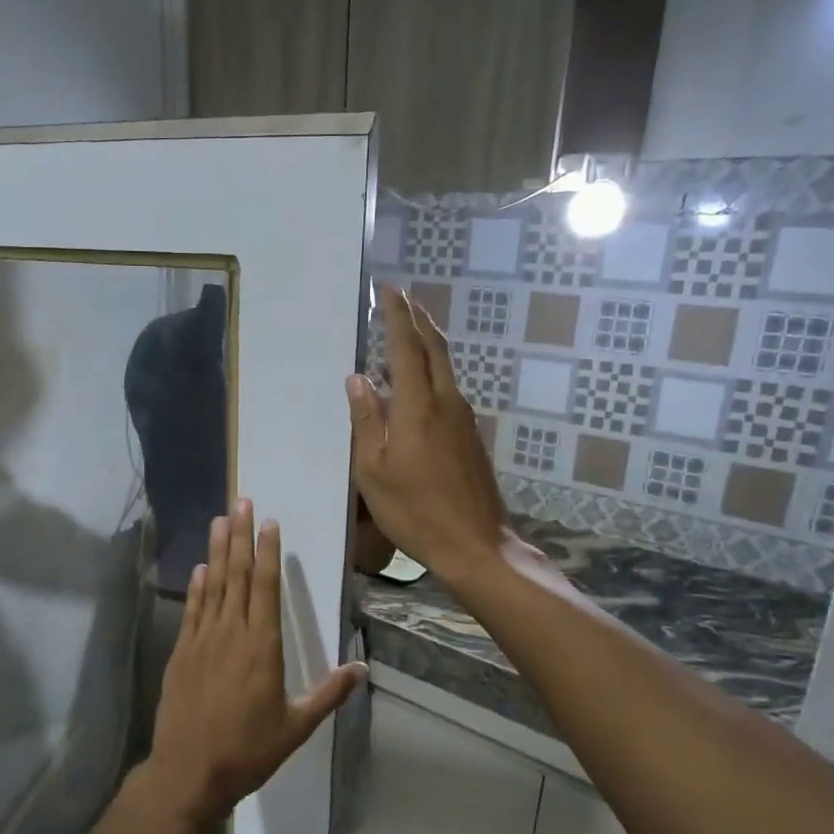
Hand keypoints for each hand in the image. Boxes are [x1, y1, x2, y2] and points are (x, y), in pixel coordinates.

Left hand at [145, 500, 365, 831]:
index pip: (265, 587)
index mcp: (262, 647)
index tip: (269, 523)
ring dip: (217, 551)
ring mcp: (202, 640)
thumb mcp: (296, 727)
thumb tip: (361, 667)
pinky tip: (199, 568)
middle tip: (241, 501)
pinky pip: (192, 610)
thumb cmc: (248, 751)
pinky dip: (197, 586)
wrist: (188, 772)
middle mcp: (231, 634)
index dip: (267, 552)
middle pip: (236, 575)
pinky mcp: (181, 653)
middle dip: (240, 536)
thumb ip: (329, 694)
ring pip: (212, 586)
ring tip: (219, 519)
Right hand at [347, 285, 511, 584]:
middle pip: (435, 348)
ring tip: (407, 330)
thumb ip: (366, 421)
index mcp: (418, 408)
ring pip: (445, 367)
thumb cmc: (414, 511)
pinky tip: (418, 381)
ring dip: (427, 342)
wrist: (475, 543)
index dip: (396, 316)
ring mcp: (464, 418)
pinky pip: (449, 388)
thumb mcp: (373, 471)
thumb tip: (358, 378)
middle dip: (418, 319)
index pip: (406, 348)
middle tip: (401, 299)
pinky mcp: (471, 435)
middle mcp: (446, 402)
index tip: (388, 290)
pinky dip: (432, 370)